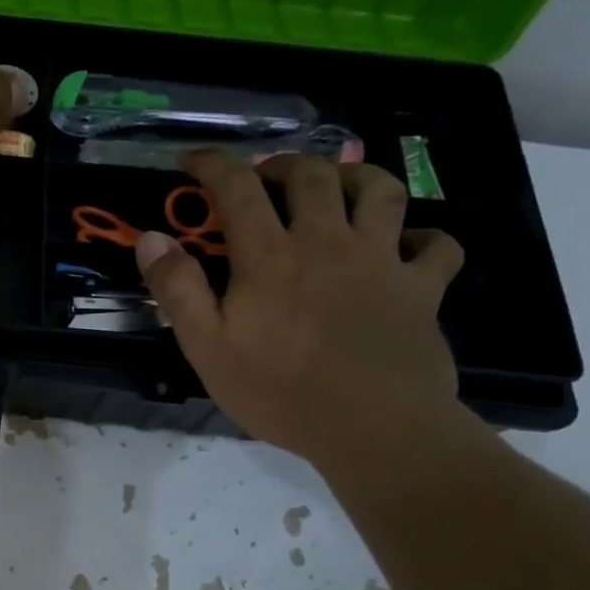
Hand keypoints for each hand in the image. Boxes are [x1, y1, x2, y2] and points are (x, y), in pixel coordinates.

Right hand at [136, 152, 466, 468]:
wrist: (374, 429)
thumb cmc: (280, 392)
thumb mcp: (207, 347)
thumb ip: (178, 288)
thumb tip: (152, 237)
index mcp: (270, 256)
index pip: (238, 188)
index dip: (213, 164)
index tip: (193, 160)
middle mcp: (327, 242)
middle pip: (311, 174)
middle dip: (282, 164)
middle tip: (265, 178)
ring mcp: (382, 261)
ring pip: (381, 190)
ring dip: (355, 177)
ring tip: (336, 188)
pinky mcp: (422, 288)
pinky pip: (438, 246)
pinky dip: (424, 238)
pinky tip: (407, 246)